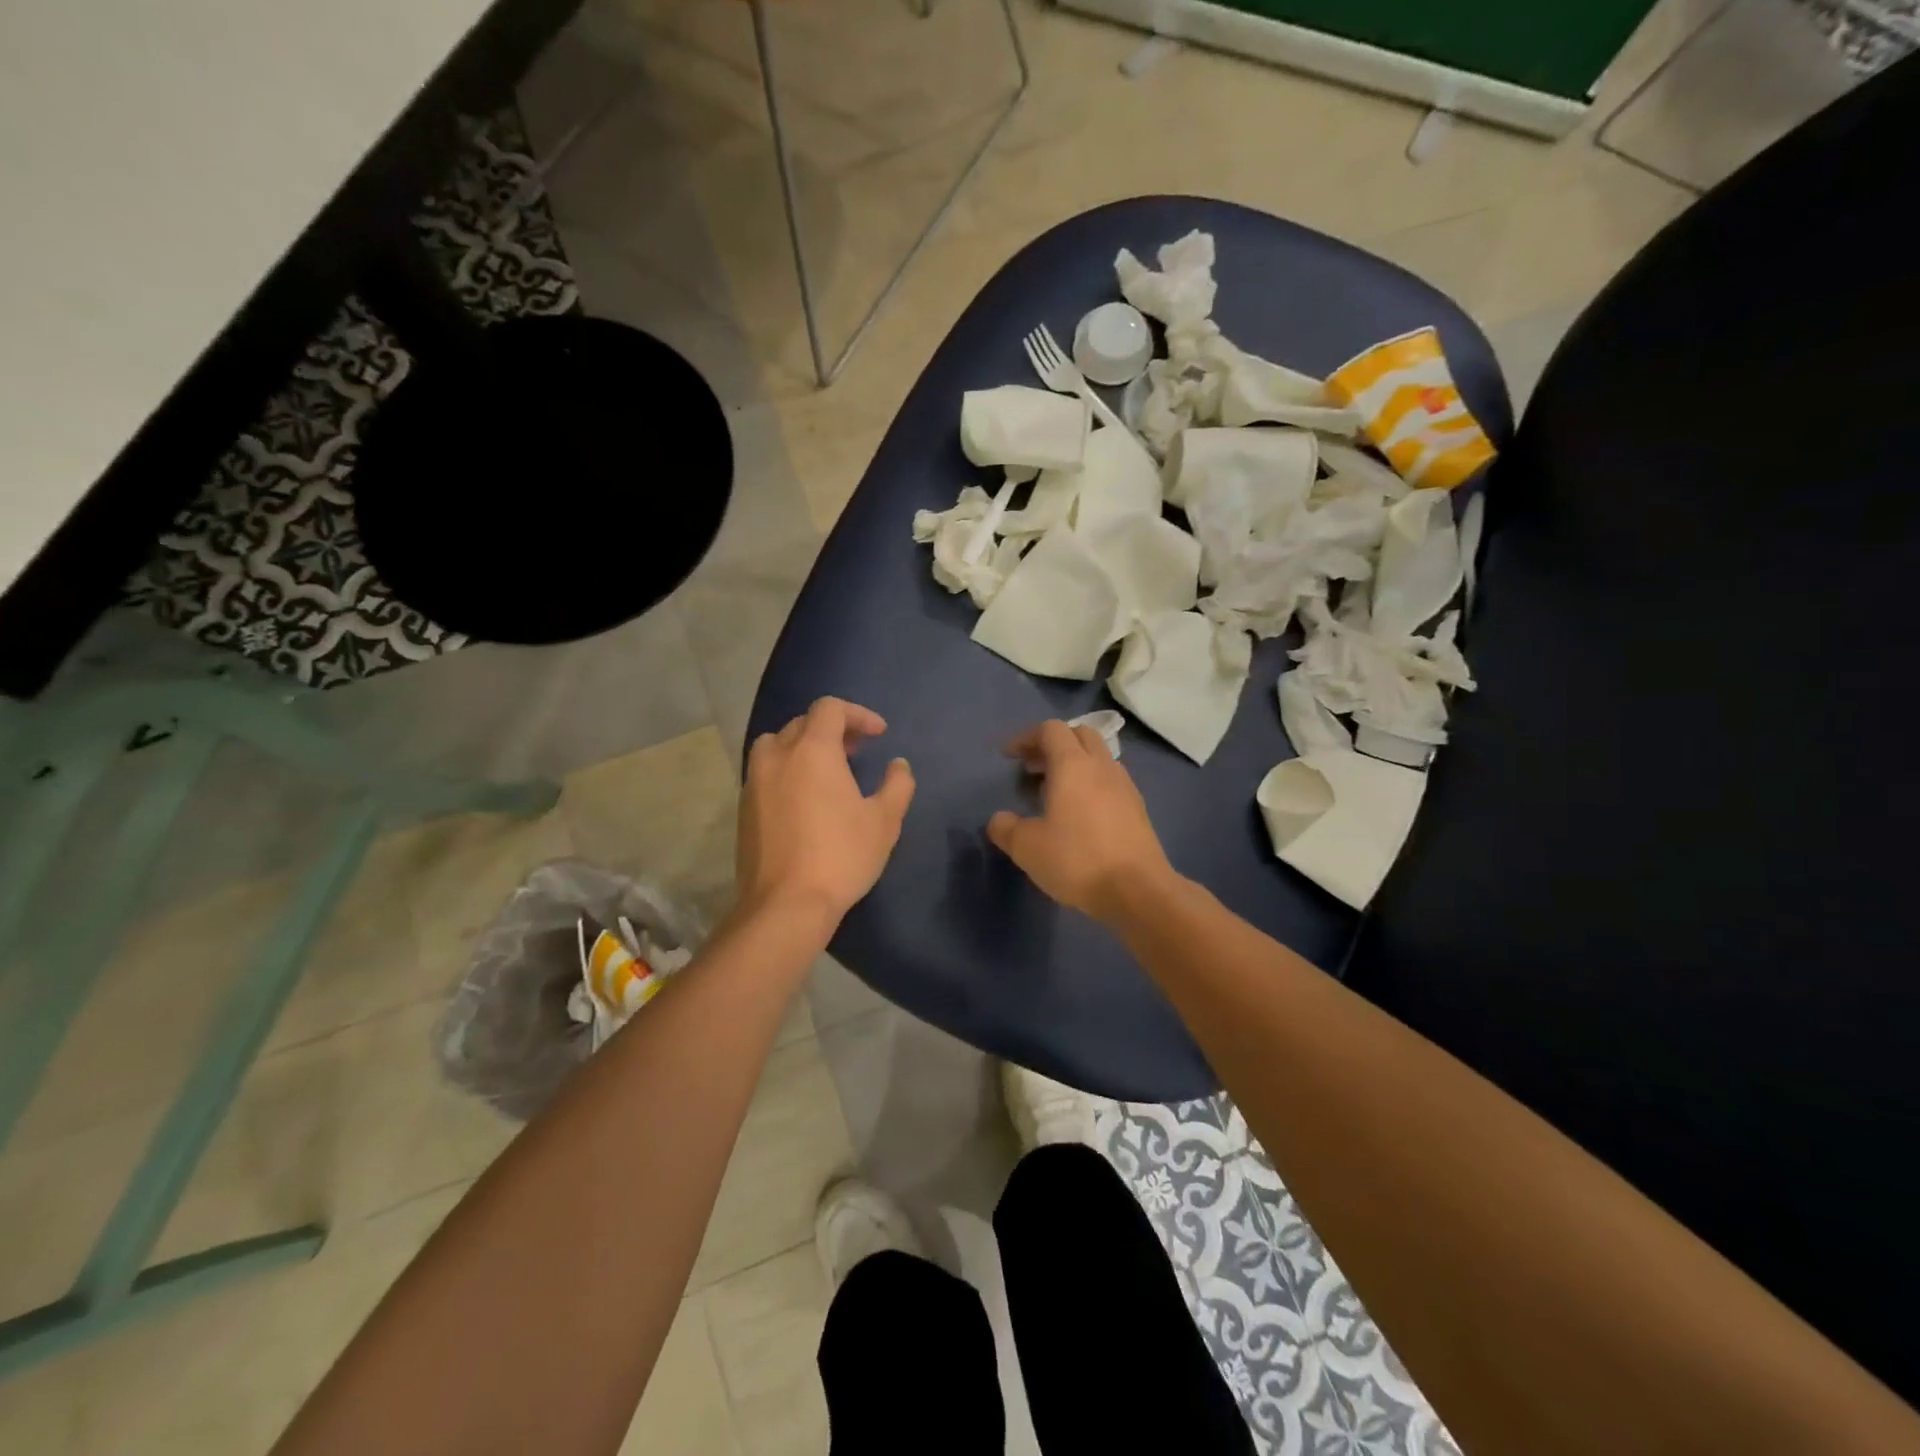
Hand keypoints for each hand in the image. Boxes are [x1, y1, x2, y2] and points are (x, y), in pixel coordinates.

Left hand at [740, 698, 914, 927]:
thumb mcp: (884, 821)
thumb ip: (897, 785)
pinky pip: (765, 772)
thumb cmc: (841, 856)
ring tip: (826, 770)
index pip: (830, 708)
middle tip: (856, 751)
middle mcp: (777, 756)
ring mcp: (754, 781)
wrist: (786, 904)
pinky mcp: (743, 808)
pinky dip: (786, 769)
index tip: (879, 734)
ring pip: (776, 744)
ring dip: (803, 746)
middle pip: (802, 723)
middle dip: (832, 729)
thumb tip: (898, 765)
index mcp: (812, 750)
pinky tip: (804, 798)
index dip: (858, 714)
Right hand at [987, 720, 1176, 920]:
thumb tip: (999, 819)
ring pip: (1099, 757)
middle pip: (1079, 734)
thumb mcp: (1027, 847)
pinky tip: (1081, 814)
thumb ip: (1006, 828)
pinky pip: (1111, 781)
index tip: (1009, 756)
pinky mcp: (1138, 809)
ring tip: (1055, 791)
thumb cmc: (1077, 859)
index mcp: (1073, 765)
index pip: (1050, 730)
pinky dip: (1092, 784)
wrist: (1138, 891)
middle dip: (1053, 744)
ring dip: (1075, 763)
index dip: (1026, 738)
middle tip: (1033, 767)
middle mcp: (1102, 766)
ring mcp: (1125, 786)